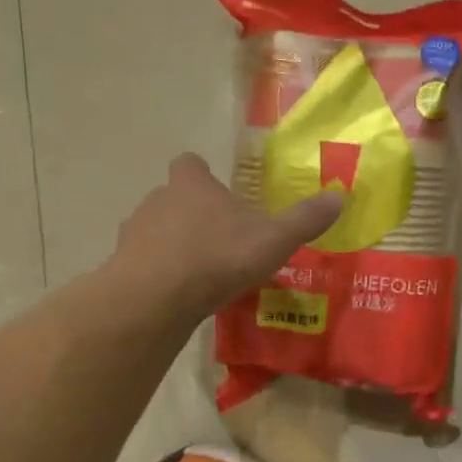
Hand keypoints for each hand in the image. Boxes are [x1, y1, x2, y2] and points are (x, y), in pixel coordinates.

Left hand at [115, 153, 340, 321]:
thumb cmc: (218, 256)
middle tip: (221, 240)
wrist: (155, 297)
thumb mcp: (274, 239)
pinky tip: (179, 295)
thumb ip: (305, 219)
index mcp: (193, 184)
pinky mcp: (121, 265)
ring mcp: (134, 232)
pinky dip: (159, 273)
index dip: (203, 175)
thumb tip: (340, 196)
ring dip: (174, 244)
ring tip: (201, 272)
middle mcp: (158, 199)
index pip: (191, 164)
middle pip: (173, 197)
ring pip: (156, 230)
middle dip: (193, 213)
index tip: (219, 193)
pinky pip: (144, 263)